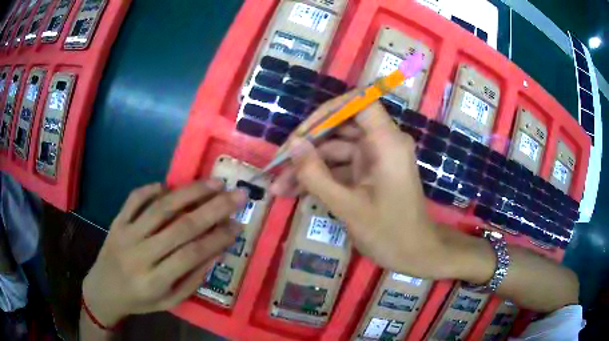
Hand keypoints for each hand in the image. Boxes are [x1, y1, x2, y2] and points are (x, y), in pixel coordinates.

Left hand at [82, 180, 248, 325]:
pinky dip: (151, 189)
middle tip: (238, 195)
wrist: (103, 290)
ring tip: (214, 183)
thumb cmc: (140, 300)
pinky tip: (168, 185)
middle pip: (180, 227)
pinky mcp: (116, 221)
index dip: (218, 238)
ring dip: (190, 192)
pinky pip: (134, 199)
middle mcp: (140, 255)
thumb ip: (192, 278)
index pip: (192, 254)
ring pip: (160, 208)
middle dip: (213, 208)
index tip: (238, 225)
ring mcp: (125, 234)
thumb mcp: (170, 301)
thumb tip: (216, 251)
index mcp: (155, 281)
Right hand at [271, 99, 452, 278]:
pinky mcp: (368, 173)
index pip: (360, 103)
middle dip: (308, 145)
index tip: (302, 131)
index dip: (329, 110)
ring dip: (308, 167)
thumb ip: (316, 175)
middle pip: (340, 127)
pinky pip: (340, 168)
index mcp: (387, 142)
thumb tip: (293, 145)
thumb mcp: (347, 206)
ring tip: (279, 186)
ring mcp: (374, 159)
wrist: (414, 254)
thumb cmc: (389, 233)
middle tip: (278, 163)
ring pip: (335, 151)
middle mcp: (382, 143)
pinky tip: (294, 192)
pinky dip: (320, 178)